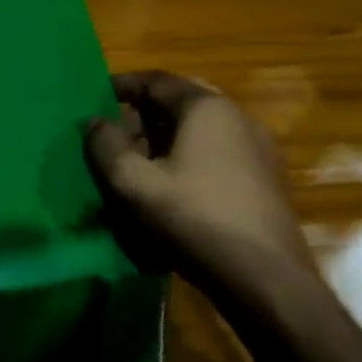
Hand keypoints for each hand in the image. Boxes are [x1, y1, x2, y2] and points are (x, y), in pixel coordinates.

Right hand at [86, 72, 312, 276]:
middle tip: (115, 135)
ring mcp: (258, 150)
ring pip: (199, 131)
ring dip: (165, 140)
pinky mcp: (266, 181)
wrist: (267, 281)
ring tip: (137, 167)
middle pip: (179, 103)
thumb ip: (105, 146)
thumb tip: (94, 122)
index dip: (121, 86)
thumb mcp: (133, 183)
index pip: (156, 80)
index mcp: (206, 107)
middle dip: (143, 116)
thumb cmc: (194, 220)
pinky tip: (171, 190)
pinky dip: (188, 159)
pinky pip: (217, 154)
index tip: (94, 98)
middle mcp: (237, 117)